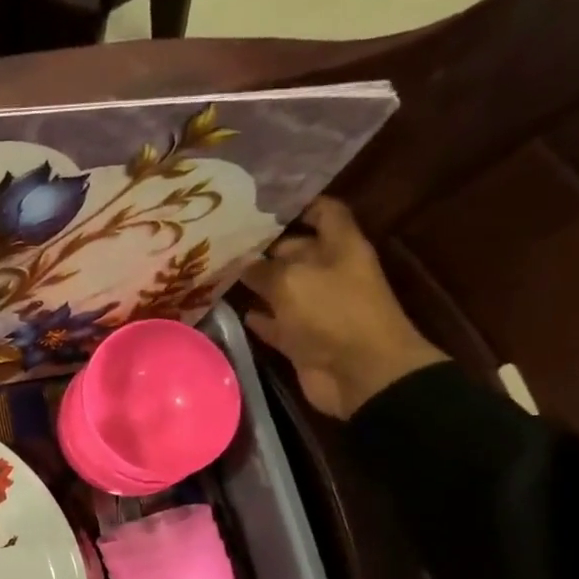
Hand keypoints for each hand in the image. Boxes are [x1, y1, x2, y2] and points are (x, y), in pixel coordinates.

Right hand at [241, 197, 447, 419]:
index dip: (297, 205)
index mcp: (340, 247)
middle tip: (223, 243)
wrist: (360, 374)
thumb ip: (263, 269)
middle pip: (297, 251)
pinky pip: (278, 323)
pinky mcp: (304, 338)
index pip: (324, 212)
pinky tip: (236, 312)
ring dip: (256, 284)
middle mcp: (330, 272)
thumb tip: (242, 264)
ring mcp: (317, 307)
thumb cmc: (333, 314)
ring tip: (218, 274)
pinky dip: (260, 318)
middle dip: (264, 247)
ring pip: (283, 288)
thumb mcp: (292, 281)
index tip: (259, 206)